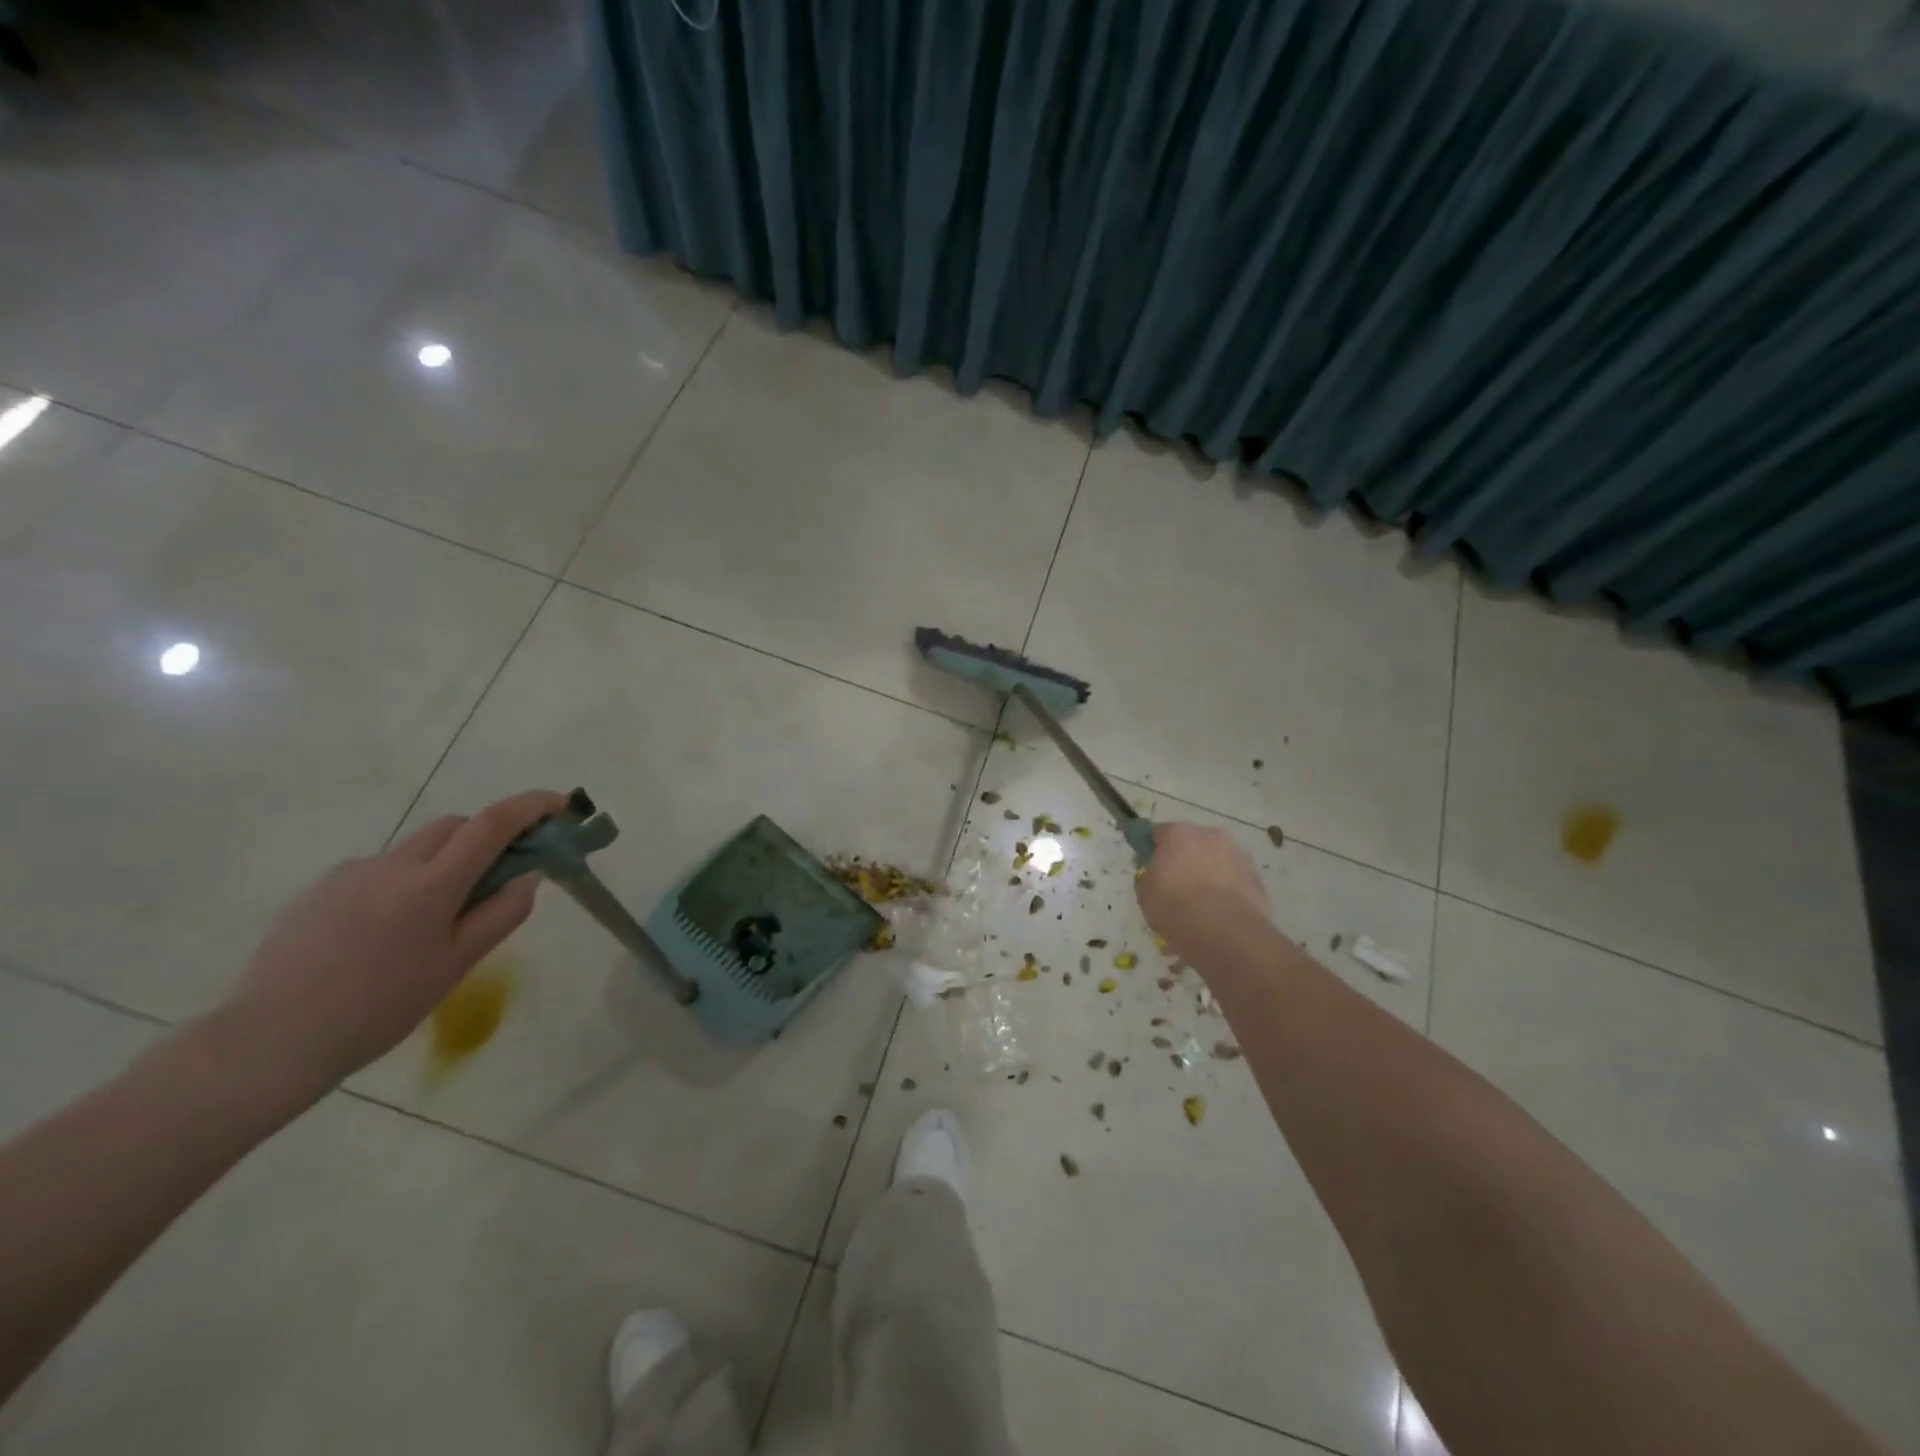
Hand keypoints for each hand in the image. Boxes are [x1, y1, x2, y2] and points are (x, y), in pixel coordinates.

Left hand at [221, 789, 566, 1095]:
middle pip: (454, 826)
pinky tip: (385, 933)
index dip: (532, 806)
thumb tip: (529, 875)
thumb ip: (501, 914)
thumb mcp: (457, 965)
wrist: (271, 1040)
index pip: (492, 824)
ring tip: (433, 921)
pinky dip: (402, 882)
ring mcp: (351, 873)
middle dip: (485, 837)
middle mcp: (392, 864)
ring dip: (442, 862)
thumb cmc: (380, 1008)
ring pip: (416, 848)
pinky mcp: (320, 889)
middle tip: (498, 877)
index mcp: (431, 885)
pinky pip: (379, 869)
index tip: (560, 804)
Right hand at [1136, 822, 1270, 959]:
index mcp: (1178, 833)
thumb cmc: (1176, 907)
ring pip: (1215, 859)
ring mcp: (1237, 854)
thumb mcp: (1144, 893)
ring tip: (1201, 904)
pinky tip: (1220, 912)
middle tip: (1176, 886)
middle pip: (1191, 842)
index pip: (1158, 832)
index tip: (1150, 867)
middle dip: (1184, 858)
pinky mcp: (1255, 876)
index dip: (1152, 849)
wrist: (1225, 932)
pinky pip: (1233, 877)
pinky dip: (1226, 888)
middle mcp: (1209, 835)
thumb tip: (1157, 873)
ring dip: (1208, 872)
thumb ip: (1149, 875)